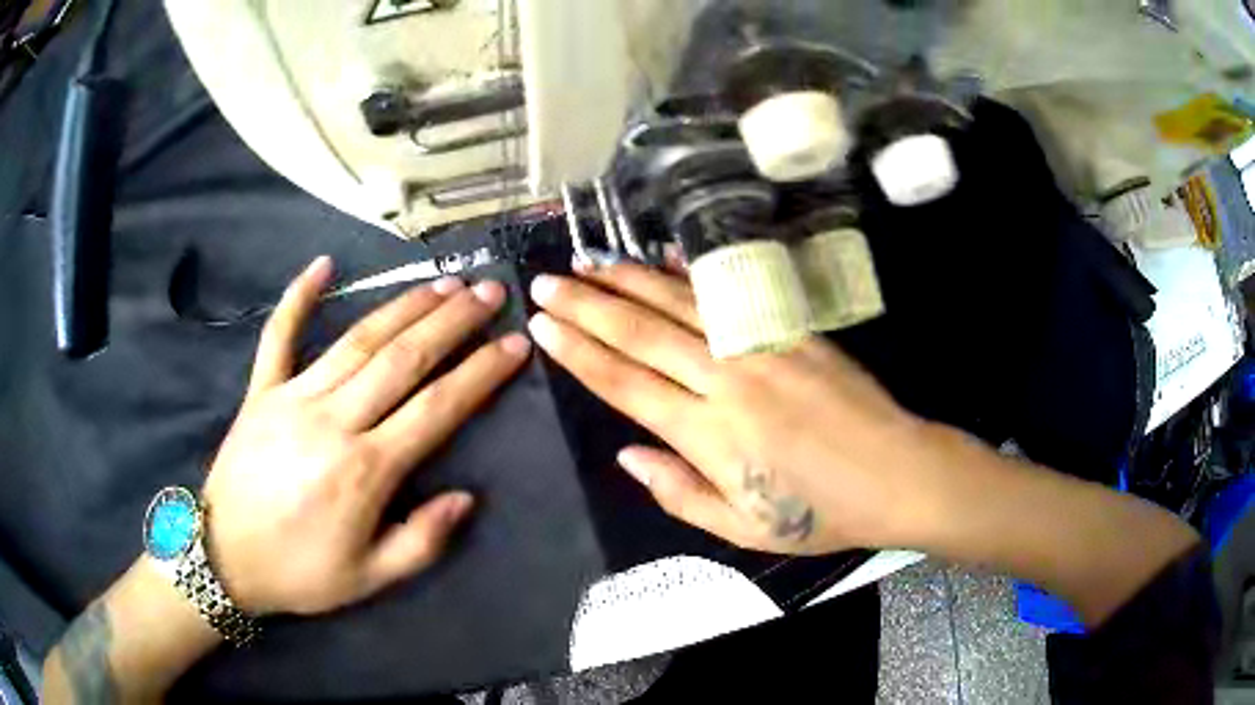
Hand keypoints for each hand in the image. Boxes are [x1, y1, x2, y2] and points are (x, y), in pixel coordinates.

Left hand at [202, 257, 531, 615]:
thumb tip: (466, 497)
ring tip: (441, 282)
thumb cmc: (300, 572)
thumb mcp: (368, 579)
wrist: (225, 559)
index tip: (514, 345)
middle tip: (488, 292)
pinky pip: (279, 336)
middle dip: (452, 321)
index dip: (480, 373)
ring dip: (403, 306)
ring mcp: (293, 398)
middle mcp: (333, 422)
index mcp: (364, 471)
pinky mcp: (261, 391)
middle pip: (403, 359)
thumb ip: (421, 542)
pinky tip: (322, 265)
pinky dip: (298, 297)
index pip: (436, 409)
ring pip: (357, 341)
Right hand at [528, 261, 948, 555]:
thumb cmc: (821, 513)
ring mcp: (762, 347)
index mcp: (708, 434)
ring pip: (679, 305)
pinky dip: (693, 276)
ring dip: (629, 280)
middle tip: (547, 282)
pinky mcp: (793, 330)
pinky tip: (665, 259)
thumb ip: (679, 492)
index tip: (543, 325)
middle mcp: (726, 380)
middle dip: (586, 305)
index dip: (578, 352)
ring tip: (589, 262)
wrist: (898, 474)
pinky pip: (733, 296)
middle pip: (640, 334)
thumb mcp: (743, 528)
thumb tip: (628, 455)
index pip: (624, 383)